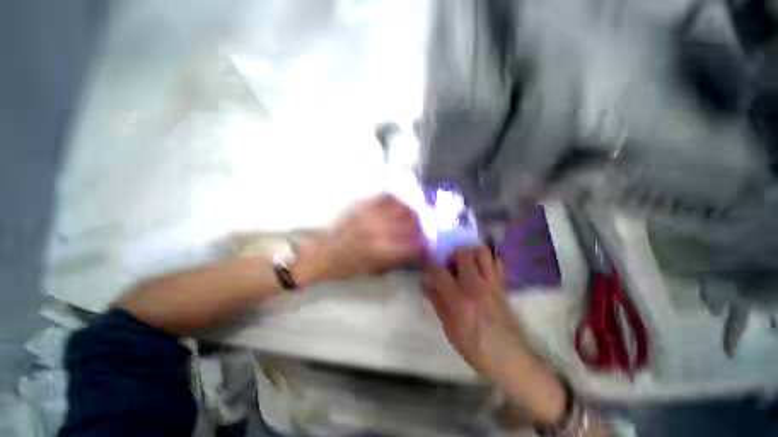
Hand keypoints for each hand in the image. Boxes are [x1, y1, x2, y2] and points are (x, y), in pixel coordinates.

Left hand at [295, 194, 424, 284]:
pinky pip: (385, 197)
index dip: (423, 243)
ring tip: (414, 215)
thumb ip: (398, 258)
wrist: (321, 254)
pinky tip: (400, 205)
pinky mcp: (362, 206)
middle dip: (421, 225)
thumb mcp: (374, 269)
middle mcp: (379, 229)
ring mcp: (370, 214)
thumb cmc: (347, 268)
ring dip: (411, 211)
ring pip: (400, 207)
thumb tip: (416, 250)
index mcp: (381, 249)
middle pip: (410, 222)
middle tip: (423, 228)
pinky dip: (397, 200)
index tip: (426, 243)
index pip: (413, 243)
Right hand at [423, 246, 528, 377]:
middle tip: (449, 264)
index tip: (426, 263)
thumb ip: (438, 303)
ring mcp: (491, 283)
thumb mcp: (450, 330)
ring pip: (482, 252)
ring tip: (466, 263)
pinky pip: (497, 262)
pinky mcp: (502, 286)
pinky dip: (488, 260)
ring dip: (471, 252)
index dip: (429, 264)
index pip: (439, 272)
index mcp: (459, 299)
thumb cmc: (476, 348)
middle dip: (452, 253)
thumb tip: (425, 285)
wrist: (511, 359)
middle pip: (462, 253)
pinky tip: (481, 269)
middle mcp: (475, 286)